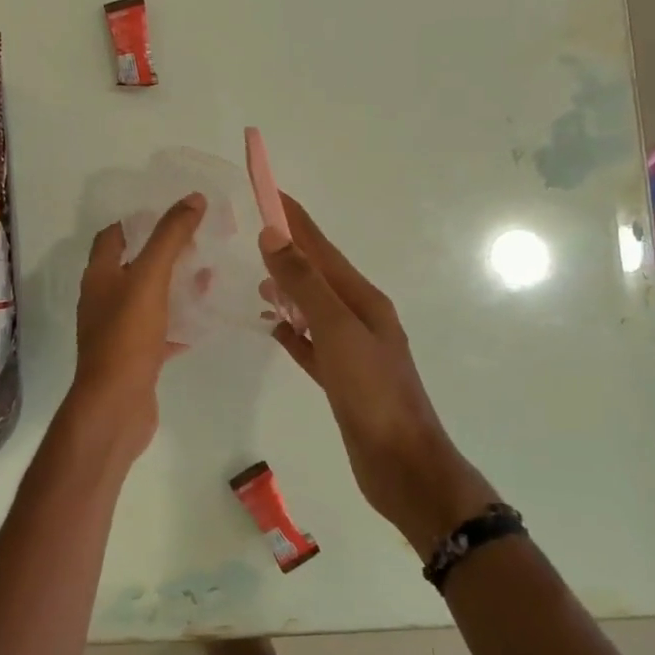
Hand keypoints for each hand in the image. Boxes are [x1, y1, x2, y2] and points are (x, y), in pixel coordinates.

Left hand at [65, 193, 205, 464]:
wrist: (115, 406)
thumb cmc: (127, 335)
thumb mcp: (150, 277)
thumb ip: (170, 237)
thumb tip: (193, 198)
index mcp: (100, 275)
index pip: (114, 235)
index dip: (139, 220)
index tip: (172, 212)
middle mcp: (105, 299)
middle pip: (134, 265)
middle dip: (165, 251)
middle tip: (200, 240)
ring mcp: (120, 330)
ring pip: (150, 298)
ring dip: (176, 285)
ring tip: (209, 273)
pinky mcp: (137, 356)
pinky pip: (161, 330)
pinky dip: (180, 321)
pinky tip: (206, 317)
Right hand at [260, 195, 498, 551]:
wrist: (403, 464)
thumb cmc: (373, 393)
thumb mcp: (338, 331)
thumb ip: (305, 283)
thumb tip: (273, 235)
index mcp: (362, 299)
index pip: (320, 247)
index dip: (293, 218)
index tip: (267, 190)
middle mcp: (358, 317)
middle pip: (317, 273)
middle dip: (288, 249)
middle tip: (252, 232)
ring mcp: (351, 349)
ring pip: (312, 308)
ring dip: (288, 289)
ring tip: (258, 280)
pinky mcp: (341, 378)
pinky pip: (310, 344)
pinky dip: (291, 332)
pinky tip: (274, 330)